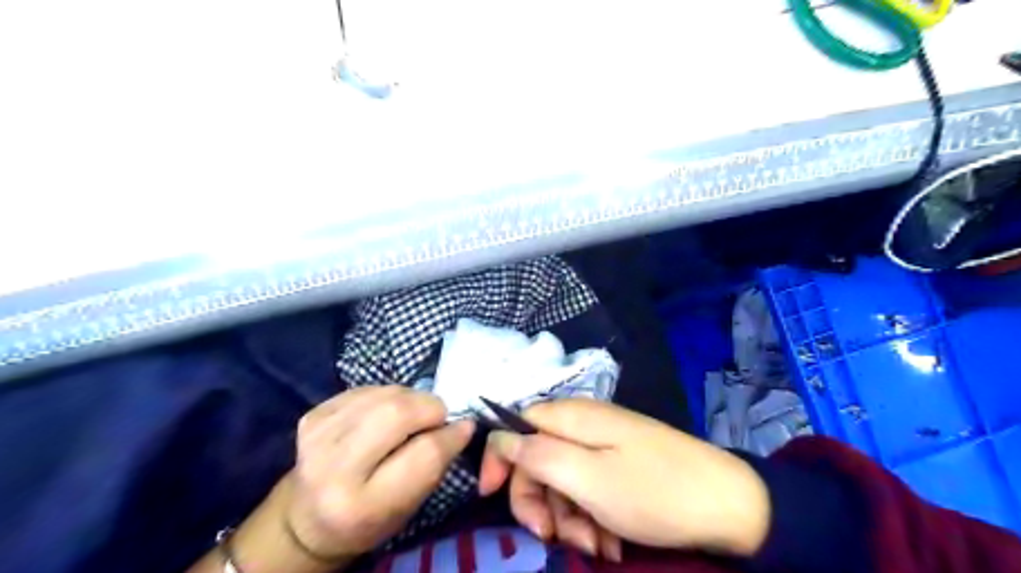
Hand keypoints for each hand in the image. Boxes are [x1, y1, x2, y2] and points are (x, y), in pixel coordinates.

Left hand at [284, 388, 472, 561]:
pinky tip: (385, 413)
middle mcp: (334, 469)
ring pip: (385, 394)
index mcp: (362, 504)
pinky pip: (367, 389)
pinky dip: (387, 395)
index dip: (451, 435)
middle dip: (429, 407)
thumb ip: (435, 465)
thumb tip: (462, 423)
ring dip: (410, 398)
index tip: (464, 427)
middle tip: (437, 416)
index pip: (423, 454)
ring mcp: (318, 436)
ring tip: (412, 415)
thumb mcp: (408, 507)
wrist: (306, 518)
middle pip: (397, 413)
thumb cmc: (368, 519)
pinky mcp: (313, 415)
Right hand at [484, 400, 769, 556]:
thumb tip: (500, 438)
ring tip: (596, 545)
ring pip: (563, 480)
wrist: (729, 504)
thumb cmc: (653, 491)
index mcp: (572, 418)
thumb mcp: (589, 478)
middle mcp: (584, 425)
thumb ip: (538, 455)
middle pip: (537, 458)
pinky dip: (591, 516)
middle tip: (552, 537)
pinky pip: (589, 488)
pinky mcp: (620, 465)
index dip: (499, 458)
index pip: (516, 425)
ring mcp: (604, 445)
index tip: (491, 496)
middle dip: (539, 501)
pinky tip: (610, 540)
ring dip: (569, 517)